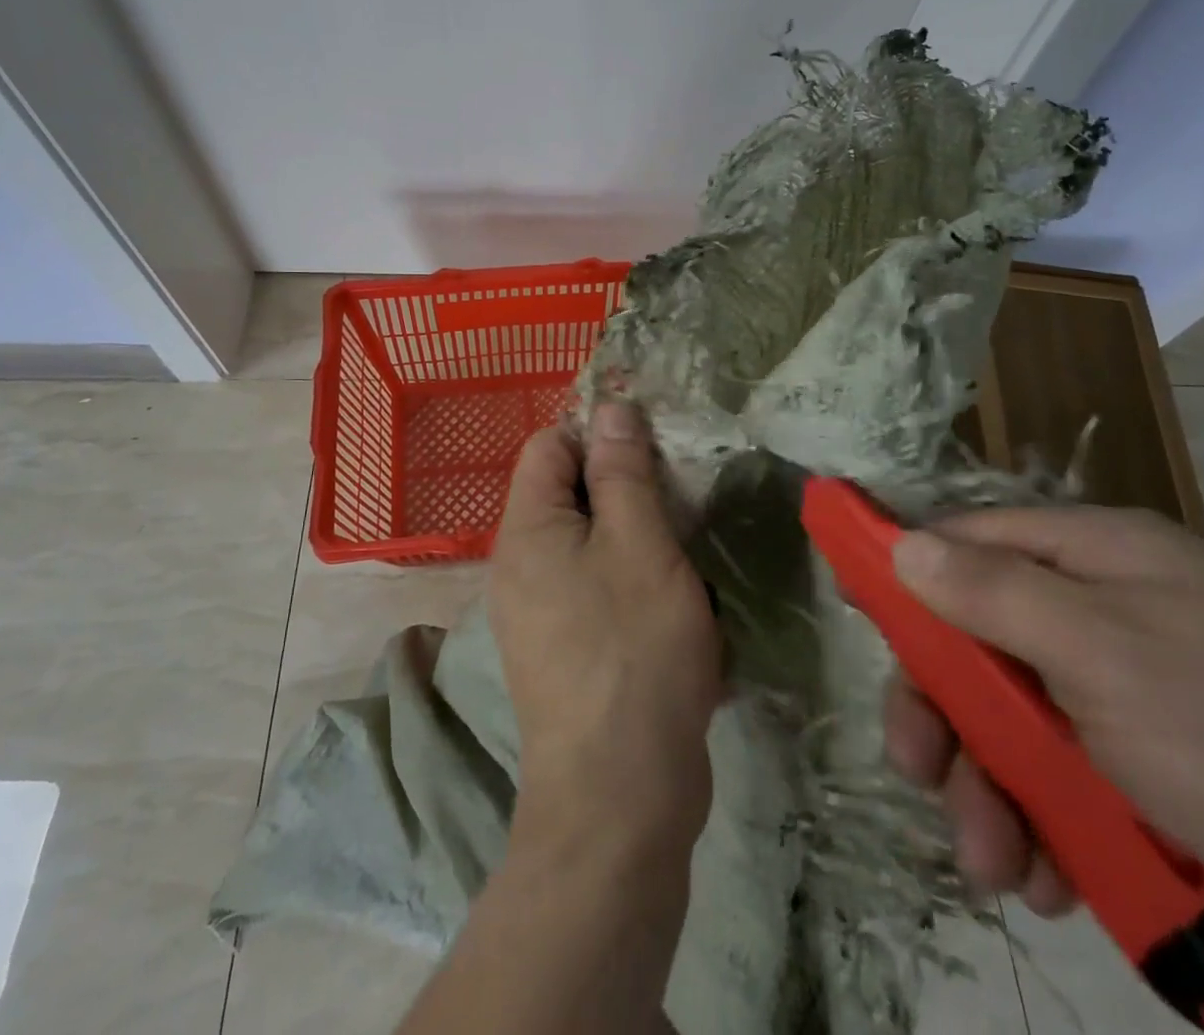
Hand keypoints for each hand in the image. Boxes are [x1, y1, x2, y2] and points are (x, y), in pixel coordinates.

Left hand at [490, 403, 721, 855]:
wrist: (620, 794)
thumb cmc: (633, 649)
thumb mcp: (639, 543)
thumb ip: (622, 472)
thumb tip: (609, 408)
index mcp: (526, 529)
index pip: (549, 445)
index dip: (597, 432)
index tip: (655, 445)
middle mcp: (519, 565)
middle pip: (567, 492)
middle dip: (622, 483)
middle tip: (680, 494)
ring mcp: (538, 611)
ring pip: (587, 541)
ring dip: (633, 532)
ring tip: (684, 541)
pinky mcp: (564, 649)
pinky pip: (593, 585)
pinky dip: (629, 576)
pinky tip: (671, 595)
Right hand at [883, 506, 1203, 1033]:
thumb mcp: (1108, 656)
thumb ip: (992, 595)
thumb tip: (899, 542)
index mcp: (1096, 558)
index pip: (965, 540)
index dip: (903, 566)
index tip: (849, 603)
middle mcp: (1108, 612)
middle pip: (980, 641)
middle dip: (946, 715)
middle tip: (923, 777)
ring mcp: (1135, 692)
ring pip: (1017, 722)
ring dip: (992, 791)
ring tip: (1001, 867)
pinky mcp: (1161, 768)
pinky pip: (1068, 779)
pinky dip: (1048, 825)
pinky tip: (1057, 877)